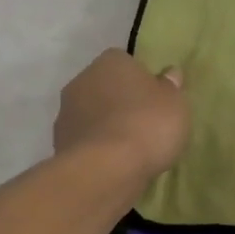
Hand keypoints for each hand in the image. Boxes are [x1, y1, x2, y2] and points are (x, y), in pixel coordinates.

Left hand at [53, 50, 189, 184]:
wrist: (105, 171)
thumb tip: (169, 74)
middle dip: (122, 101)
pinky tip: (116, 164)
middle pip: (106, 87)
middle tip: (146, 122)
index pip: (126, 62)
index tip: (156, 98)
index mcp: (110, 62)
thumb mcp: (175, 102)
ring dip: (108, 126)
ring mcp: (66, 114)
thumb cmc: (147, 124)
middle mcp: (82, 81)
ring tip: (132, 148)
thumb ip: (170, 86)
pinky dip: (99, 148)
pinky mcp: (59, 145)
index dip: (142, 80)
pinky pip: (87, 141)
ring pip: (93, 114)